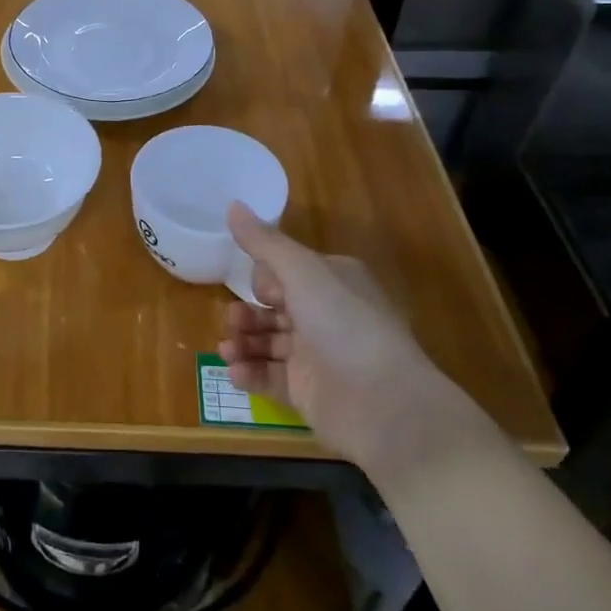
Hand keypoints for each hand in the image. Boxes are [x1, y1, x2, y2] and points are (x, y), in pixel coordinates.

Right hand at [218, 203, 429, 459]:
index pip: (289, 272)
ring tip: (227, 349)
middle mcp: (327, 316)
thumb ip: (264, 242)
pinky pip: (271, 377)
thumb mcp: (302, 272)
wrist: (383, 405)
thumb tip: (233, 205)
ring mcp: (318, 356)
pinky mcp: (308, 392)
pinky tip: (234, 371)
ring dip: (244, 342)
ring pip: (269, 342)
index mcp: (334, 282)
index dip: (265, 279)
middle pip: (275, 308)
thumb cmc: (343, 324)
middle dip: (247, 313)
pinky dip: (250, 373)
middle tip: (231, 320)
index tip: (253, 287)